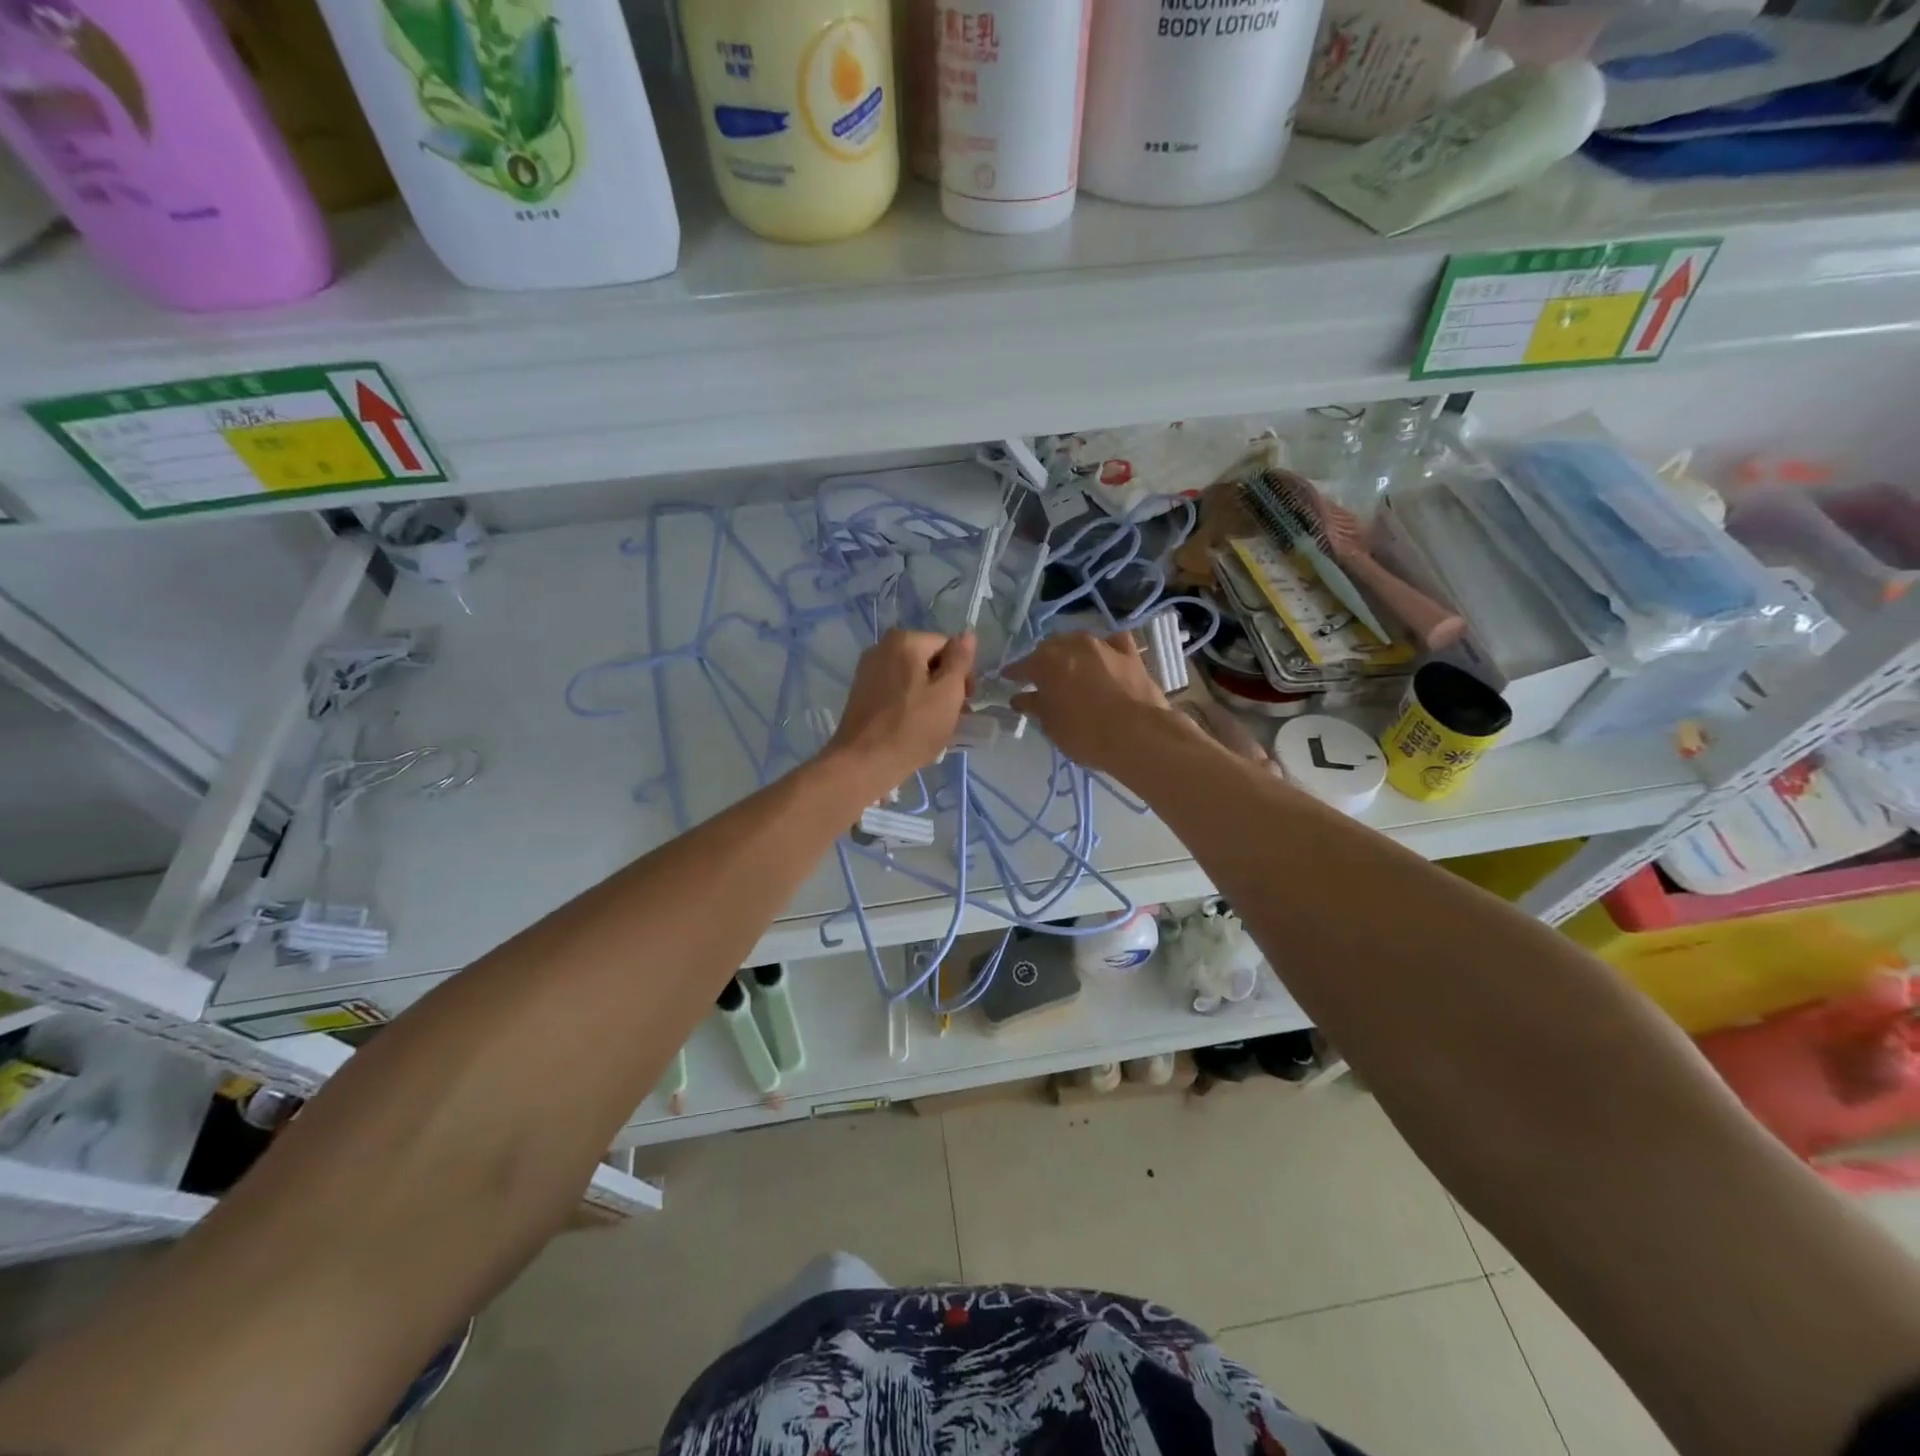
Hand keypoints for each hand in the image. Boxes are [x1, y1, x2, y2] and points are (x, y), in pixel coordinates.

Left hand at [829, 630, 975, 792]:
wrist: (863, 763)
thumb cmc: (912, 728)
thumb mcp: (947, 693)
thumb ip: (960, 660)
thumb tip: (967, 634)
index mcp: (905, 641)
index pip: (948, 646)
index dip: (962, 673)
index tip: (965, 702)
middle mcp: (882, 647)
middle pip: (928, 659)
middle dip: (944, 684)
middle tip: (952, 716)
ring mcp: (868, 670)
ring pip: (911, 676)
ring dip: (928, 695)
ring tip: (933, 724)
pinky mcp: (860, 691)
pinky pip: (895, 689)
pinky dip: (908, 702)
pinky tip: (912, 725)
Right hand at [1005, 631, 1171, 775]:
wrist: (1138, 735)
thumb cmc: (1085, 733)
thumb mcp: (1052, 725)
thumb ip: (1035, 707)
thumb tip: (1020, 697)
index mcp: (1046, 662)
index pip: (1022, 665)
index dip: (1014, 673)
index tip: (1007, 679)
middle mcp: (1073, 645)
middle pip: (1051, 648)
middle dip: (1043, 660)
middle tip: (1041, 678)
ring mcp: (1103, 646)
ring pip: (1079, 641)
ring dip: (1071, 651)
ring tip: (1070, 667)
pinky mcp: (1130, 654)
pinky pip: (1113, 643)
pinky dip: (1105, 648)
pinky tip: (1105, 657)